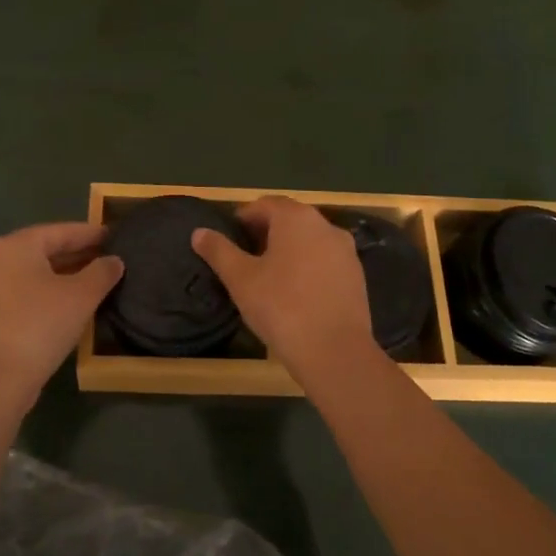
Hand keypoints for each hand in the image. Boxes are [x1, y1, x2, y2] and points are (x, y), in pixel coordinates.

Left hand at [0, 222, 122, 405]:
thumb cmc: (40, 326)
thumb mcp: (81, 296)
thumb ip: (102, 272)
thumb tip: (114, 261)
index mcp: (16, 246)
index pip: (61, 231)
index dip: (91, 234)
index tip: (115, 236)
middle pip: (44, 250)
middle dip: (77, 254)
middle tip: (109, 259)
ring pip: (34, 274)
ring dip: (64, 275)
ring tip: (94, 282)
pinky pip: (24, 293)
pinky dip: (47, 293)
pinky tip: (68, 306)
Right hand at [191, 197, 376, 370]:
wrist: (334, 351)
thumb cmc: (281, 307)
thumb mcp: (240, 279)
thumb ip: (219, 251)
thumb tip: (199, 232)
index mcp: (296, 218)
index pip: (264, 204)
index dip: (243, 218)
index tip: (228, 240)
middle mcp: (325, 225)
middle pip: (289, 219)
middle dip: (265, 233)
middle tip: (244, 258)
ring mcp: (345, 251)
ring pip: (309, 240)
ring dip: (288, 249)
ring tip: (268, 277)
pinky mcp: (356, 276)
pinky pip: (325, 261)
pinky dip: (307, 267)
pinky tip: (295, 293)